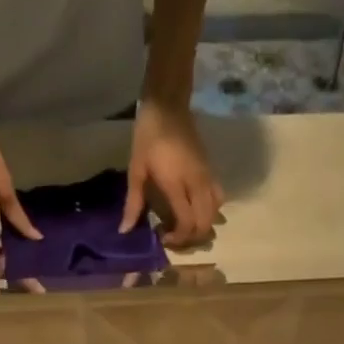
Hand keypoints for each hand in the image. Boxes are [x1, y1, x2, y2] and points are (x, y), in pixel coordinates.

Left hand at [122, 99, 222, 248]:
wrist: (168, 105)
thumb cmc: (148, 136)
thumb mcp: (136, 169)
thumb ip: (133, 203)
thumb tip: (125, 230)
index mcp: (177, 184)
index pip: (187, 223)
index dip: (178, 238)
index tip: (164, 238)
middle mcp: (197, 183)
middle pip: (204, 223)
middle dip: (191, 237)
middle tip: (175, 236)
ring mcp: (207, 177)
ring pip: (215, 213)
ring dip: (203, 226)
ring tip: (186, 226)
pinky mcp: (212, 171)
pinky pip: (218, 198)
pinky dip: (211, 211)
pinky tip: (196, 210)